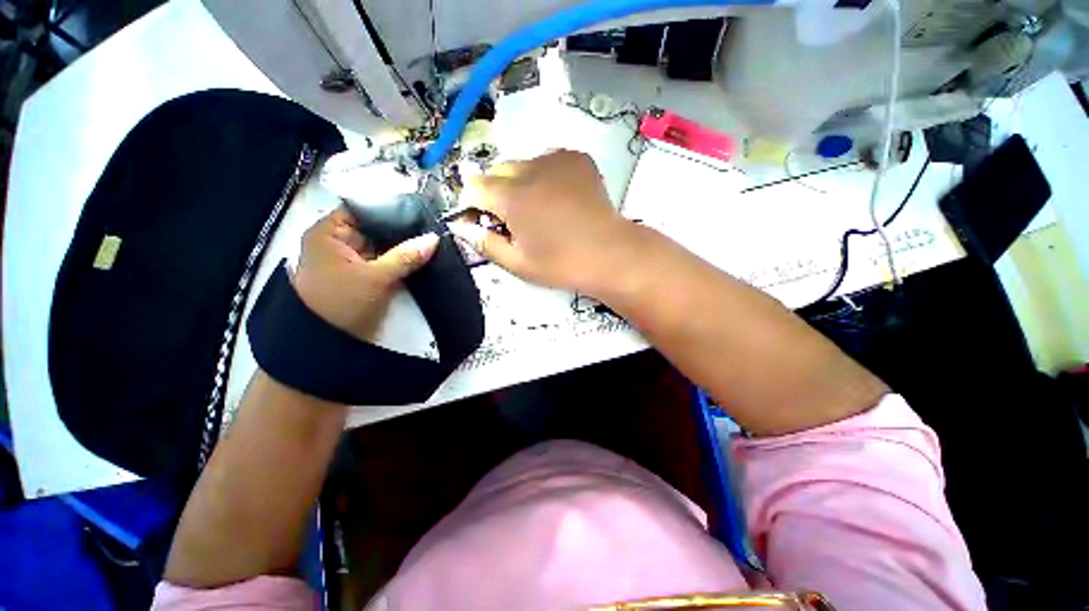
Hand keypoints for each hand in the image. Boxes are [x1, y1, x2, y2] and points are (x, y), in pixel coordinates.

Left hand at [293, 208, 438, 341]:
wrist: (330, 345)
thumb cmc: (342, 304)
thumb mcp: (376, 278)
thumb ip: (406, 256)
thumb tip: (434, 239)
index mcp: (330, 233)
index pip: (363, 208)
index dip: (390, 208)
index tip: (420, 209)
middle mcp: (340, 242)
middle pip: (375, 227)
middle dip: (402, 229)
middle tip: (433, 225)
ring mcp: (354, 260)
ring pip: (383, 245)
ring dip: (404, 246)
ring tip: (433, 238)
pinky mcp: (366, 275)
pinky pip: (386, 261)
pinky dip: (402, 260)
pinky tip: (423, 256)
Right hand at [448, 150, 637, 293]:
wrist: (609, 254)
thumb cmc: (561, 264)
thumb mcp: (517, 263)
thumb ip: (484, 243)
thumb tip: (461, 227)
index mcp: (510, 198)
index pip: (473, 187)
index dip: (472, 205)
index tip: (482, 221)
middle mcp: (529, 169)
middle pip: (497, 172)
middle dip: (495, 192)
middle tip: (513, 219)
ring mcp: (555, 159)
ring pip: (522, 164)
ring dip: (520, 182)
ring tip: (539, 208)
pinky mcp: (576, 158)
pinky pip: (548, 161)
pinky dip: (545, 175)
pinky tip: (558, 197)